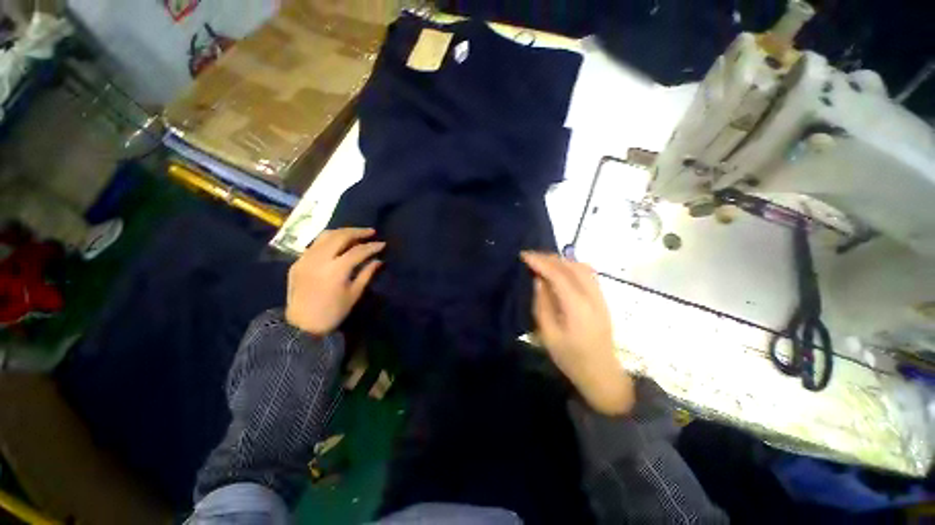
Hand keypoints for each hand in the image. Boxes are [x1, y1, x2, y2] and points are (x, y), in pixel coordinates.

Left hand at [286, 228, 384, 335]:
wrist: (301, 326)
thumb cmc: (333, 312)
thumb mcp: (354, 294)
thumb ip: (366, 274)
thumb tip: (378, 260)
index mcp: (336, 270)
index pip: (358, 251)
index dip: (372, 246)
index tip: (383, 244)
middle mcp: (319, 259)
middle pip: (341, 236)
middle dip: (358, 232)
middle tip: (371, 232)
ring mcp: (305, 259)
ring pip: (325, 236)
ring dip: (343, 232)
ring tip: (355, 233)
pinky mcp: (297, 262)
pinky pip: (315, 244)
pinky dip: (329, 240)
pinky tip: (337, 243)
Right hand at [521, 251, 634, 414]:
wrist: (602, 374)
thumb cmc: (571, 358)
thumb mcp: (548, 334)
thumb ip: (542, 304)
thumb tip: (538, 280)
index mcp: (577, 307)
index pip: (558, 274)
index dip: (540, 262)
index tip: (523, 255)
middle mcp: (592, 296)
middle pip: (571, 266)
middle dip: (549, 258)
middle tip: (530, 257)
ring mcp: (600, 296)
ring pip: (582, 267)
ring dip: (561, 260)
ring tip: (543, 261)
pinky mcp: (602, 299)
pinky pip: (588, 273)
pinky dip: (572, 266)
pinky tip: (561, 269)